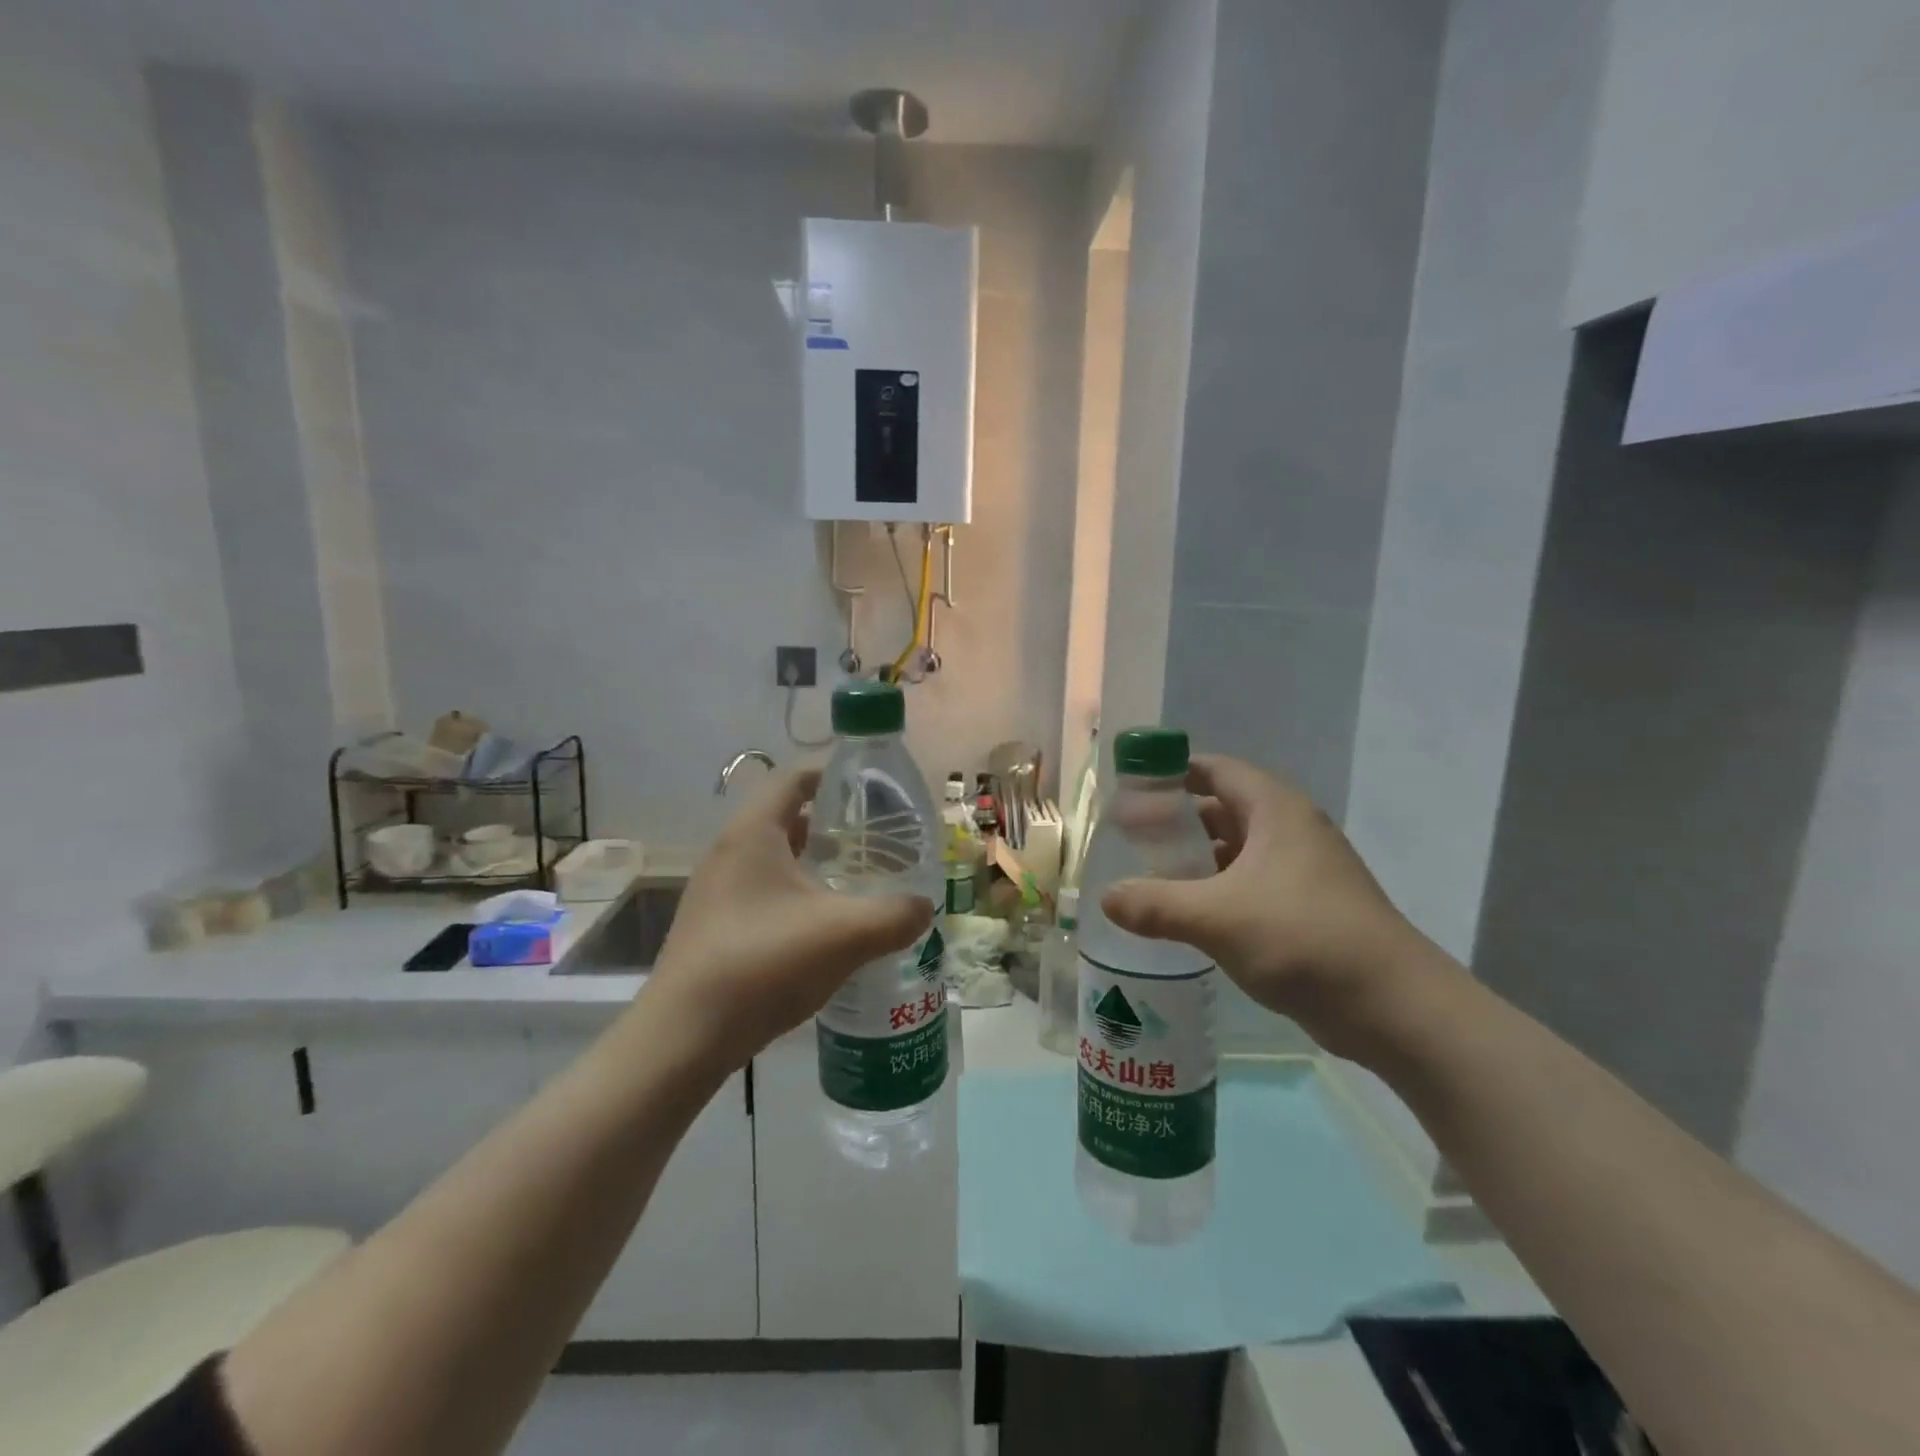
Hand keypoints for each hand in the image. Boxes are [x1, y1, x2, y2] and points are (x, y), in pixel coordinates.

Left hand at [642, 769, 934, 1071]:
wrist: (684, 1038)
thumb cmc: (763, 964)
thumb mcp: (844, 935)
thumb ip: (895, 915)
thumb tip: (924, 907)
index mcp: (752, 834)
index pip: (793, 778)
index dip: (833, 775)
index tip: (873, 792)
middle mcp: (729, 853)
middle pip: (787, 818)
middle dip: (833, 825)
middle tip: (877, 842)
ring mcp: (717, 892)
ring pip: (776, 860)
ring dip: (816, 864)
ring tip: (859, 883)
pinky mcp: (716, 927)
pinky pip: (765, 893)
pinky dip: (798, 896)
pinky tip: (827, 928)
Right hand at [1100, 755, 1432, 1055]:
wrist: (1394, 1007)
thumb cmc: (1303, 938)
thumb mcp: (1216, 917)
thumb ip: (1155, 904)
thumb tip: (1106, 898)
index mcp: (1274, 810)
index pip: (1214, 770)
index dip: (1170, 774)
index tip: (1130, 793)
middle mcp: (1289, 830)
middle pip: (1221, 809)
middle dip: (1175, 823)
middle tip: (1129, 842)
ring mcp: (1301, 871)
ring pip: (1235, 851)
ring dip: (1195, 862)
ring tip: (1148, 879)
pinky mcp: (1306, 908)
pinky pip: (1249, 885)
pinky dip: (1216, 892)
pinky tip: (1186, 916)